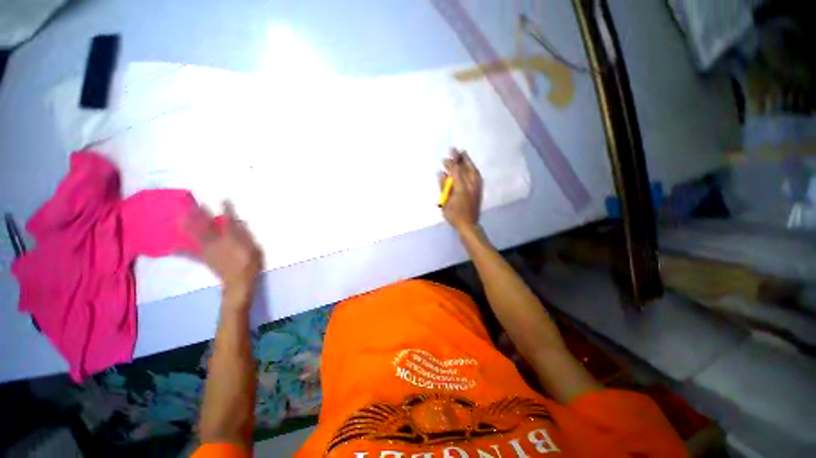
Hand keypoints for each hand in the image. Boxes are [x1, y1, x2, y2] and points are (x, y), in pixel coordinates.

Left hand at [186, 201, 263, 305]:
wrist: (238, 282)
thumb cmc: (251, 265)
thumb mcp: (255, 249)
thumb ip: (246, 236)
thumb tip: (239, 224)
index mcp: (231, 239)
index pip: (229, 220)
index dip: (226, 209)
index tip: (224, 199)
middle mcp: (216, 241)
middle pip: (206, 225)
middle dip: (199, 214)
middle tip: (191, 202)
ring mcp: (207, 250)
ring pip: (195, 235)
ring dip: (187, 225)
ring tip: (179, 215)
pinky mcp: (204, 258)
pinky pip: (190, 253)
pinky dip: (181, 250)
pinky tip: (172, 247)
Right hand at [439, 148, 482, 232]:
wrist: (469, 224)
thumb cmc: (454, 215)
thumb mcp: (445, 202)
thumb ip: (443, 187)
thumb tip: (441, 173)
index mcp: (461, 188)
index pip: (455, 172)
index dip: (450, 164)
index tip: (444, 159)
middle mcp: (470, 185)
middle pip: (465, 168)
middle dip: (459, 158)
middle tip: (453, 150)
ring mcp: (476, 187)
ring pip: (473, 170)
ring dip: (467, 161)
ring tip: (463, 153)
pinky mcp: (479, 190)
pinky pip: (476, 175)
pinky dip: (472, 169)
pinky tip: (469, 166)